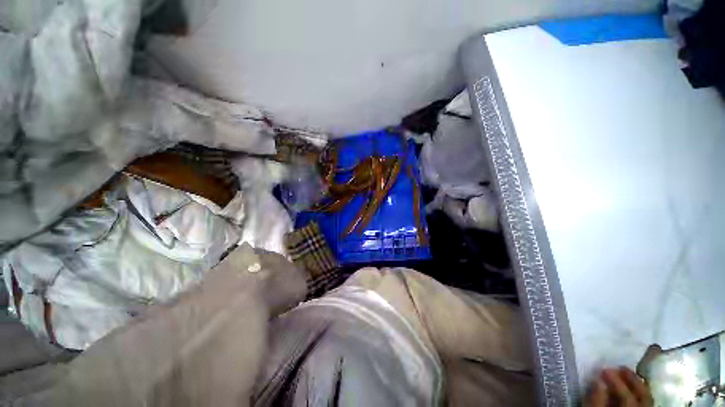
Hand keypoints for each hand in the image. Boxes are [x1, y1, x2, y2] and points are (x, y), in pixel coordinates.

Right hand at [586, 367, 653, 406]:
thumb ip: (596, 402)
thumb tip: (598, 379)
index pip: (628, 398)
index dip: (617, 382)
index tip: (605, 369)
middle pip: (644, 398)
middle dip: (632, 381)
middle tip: (619, 367)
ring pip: (647, 401)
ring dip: (637, 386)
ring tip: (625, 374)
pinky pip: (646, 405)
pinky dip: (639, 394)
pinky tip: (632, 389)